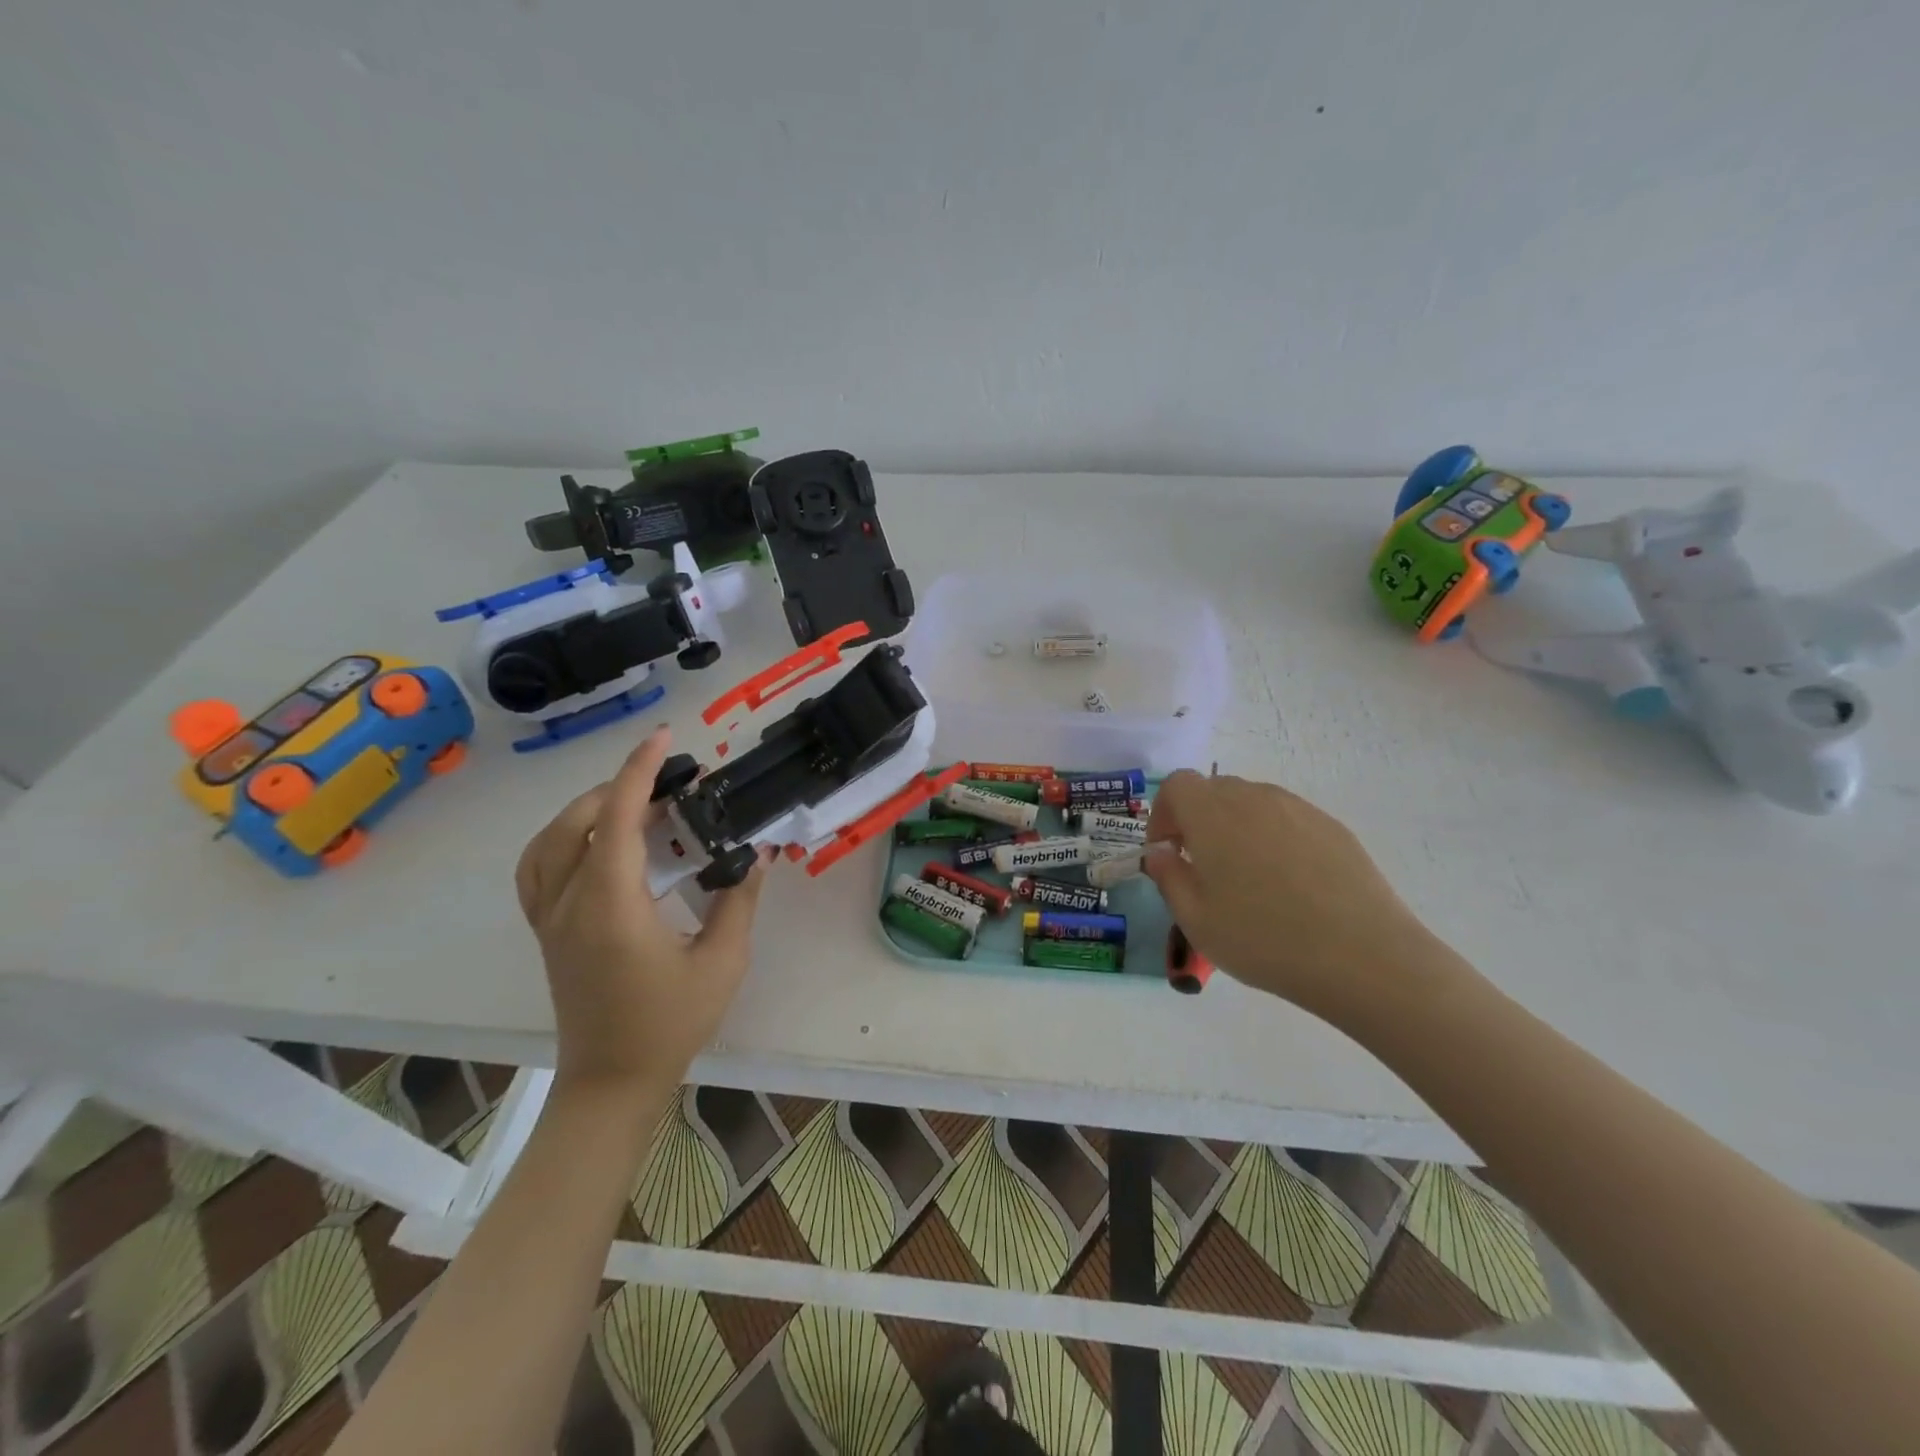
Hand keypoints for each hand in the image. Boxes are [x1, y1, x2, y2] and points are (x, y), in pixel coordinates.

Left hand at [515, 727, 770, 1094]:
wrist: (612, 1082)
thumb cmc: (670, 1023)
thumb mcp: (722, 961)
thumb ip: (739, 899)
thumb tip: (757, 851)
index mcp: (612, 906)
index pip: (619, 820)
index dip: (640, 772)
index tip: (664, 738)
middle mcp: (569, 904)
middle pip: (578, 821)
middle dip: (621, 786)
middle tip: (669, 782)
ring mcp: (549, 919)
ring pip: (548, 841)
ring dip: (587, 809)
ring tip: (632, 804)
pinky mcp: (546, 932)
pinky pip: (537, 868)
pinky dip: (560, 838)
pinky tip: (594, 843)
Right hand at [1144, 771, 1461, 1025]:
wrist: (1362, 957)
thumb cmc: (1262, 938)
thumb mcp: (1195, 919)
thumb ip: (1168, 877)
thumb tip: (1160, 853)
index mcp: (1212, 814)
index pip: (1177, 785)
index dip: (1163, 813)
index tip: (1167, 851)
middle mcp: (1253, 797)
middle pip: (1214, 790)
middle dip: (1197, 820)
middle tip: (1201, 866)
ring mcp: (1298, 809)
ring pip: (1252, 803)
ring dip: (1236, 828)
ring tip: (1246, 878)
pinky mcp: (1332, 827)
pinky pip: (1287, 820)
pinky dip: (1273, 838)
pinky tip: (1288, 885)